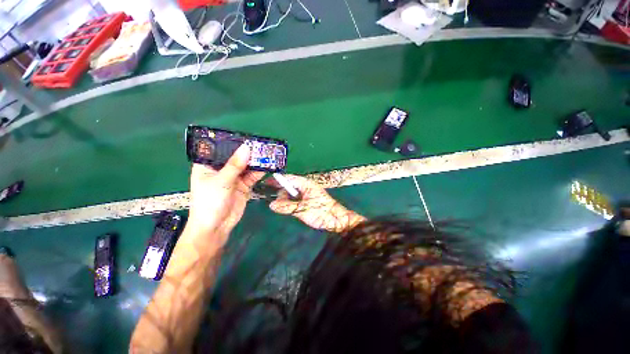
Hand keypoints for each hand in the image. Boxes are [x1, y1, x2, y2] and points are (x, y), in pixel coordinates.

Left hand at [187, 144, 263, 247]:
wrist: (216, 227)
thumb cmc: (209, 202)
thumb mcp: (221, 181)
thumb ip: (235, 165)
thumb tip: (247, 148)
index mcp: (207, 165)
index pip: (219, 149)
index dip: (231, 142)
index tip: (245, 137)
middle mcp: (221, 169)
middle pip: (235, 157)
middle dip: (247, 152)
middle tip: (260, 145)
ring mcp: (233, 178)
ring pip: (246, 166)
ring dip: (255, 162)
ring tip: (266, 154)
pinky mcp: (243, 186)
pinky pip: (252, 176)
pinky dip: (259, 172)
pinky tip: (267, 166)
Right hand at [269, 175, 364, 232]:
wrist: (337, 220)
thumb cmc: (322, 212)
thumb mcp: (302, 210)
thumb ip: (287, 206)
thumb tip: (271, 204)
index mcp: (306, 184)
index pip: (289, 179)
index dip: (278, 180)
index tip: (266, 182)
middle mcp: (306, 187)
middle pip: (290, 186)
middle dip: (282, 192)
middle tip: (277, 203)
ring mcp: (308, 194)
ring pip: (292, 193)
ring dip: (286, 199)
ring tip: (284, 207)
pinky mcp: (308, 201)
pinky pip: (296, 199)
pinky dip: (291, 203)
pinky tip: (289, 208)